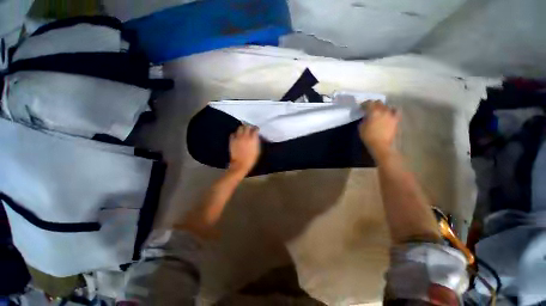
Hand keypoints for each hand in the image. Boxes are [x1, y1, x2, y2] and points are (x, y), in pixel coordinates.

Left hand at [229, 125, 260, 174]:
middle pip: (246, 126)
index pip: (255, 129)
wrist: (240, 164)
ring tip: (243, 131)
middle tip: (250, 128)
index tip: (257, 129)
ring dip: (242, 128)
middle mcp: (245, 136)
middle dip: (249, 126)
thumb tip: (256, 137)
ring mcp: (237, 138)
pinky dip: (235, 133)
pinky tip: (237, 136)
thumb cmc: (251, 159)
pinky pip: (233, 133)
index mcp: (253, 139)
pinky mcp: (232, 140)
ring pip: (239, 128)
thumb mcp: (257, 150)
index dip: (256, 128)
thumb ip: (257, 142)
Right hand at [359, 100, 399, 156]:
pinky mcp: (396, 119)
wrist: (380, 145)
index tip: (361, 107)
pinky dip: (392, 110)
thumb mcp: (361, 127)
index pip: (368, 103)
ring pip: (387, 106)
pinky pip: (396, 111)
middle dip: (373, 104)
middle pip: (378, 102)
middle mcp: (383, 110)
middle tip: (369, 109)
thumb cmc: (368, 136)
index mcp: (373, 112)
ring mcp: (391, 114)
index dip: (364, 104)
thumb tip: (366, 116)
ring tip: (379, 111)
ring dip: (382, 107)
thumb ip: (364, 119)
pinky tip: (389, 112)